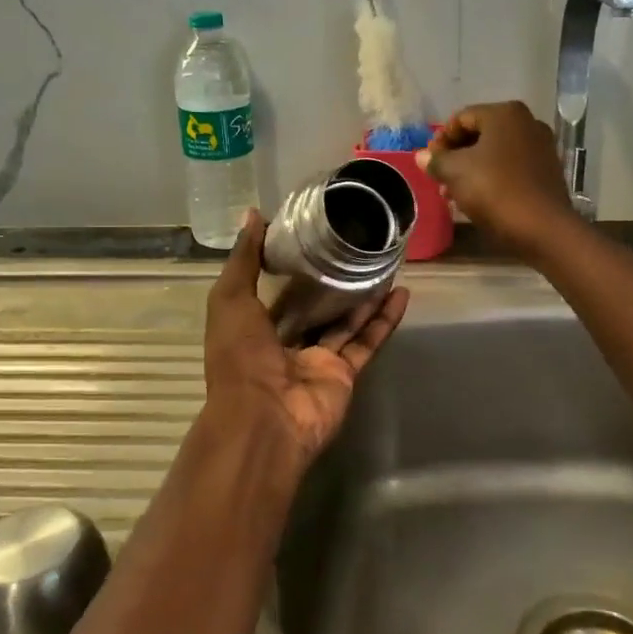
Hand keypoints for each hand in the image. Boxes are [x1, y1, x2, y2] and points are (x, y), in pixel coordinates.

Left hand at [203, 211, 408, 469]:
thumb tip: (254, 214)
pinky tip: (402, 293)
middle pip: (315, 308)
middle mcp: (286, 344)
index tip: (312, 236)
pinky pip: (368, 342)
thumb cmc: (240, 357)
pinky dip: (385, 320)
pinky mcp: (346, 373)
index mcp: (254, 327)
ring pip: (346, 322)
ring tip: (384, 263)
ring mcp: (318, 360)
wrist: (265, 419)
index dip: (291, 266)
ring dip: (365, 296)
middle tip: (356, 248)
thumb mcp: (230, 300)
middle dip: (333, 282)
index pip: (275, 292)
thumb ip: (244, 259)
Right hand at [418, 101, 578, 258]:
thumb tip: (422, 156)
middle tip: (439, 178)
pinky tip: (478, 199)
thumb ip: (436, 161)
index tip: (429, 162)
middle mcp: (527, 122)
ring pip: (495, 153)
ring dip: (471, 170)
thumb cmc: (494, 190)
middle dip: (455, 156)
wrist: (542, 227)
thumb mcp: (455, 173)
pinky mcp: (547, 171)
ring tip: (453, 194)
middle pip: (480, 135)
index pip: (461, 118)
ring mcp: (541, 147)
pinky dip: (492, 177)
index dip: (440, 139)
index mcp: (504, 113)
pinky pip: (511, 167)